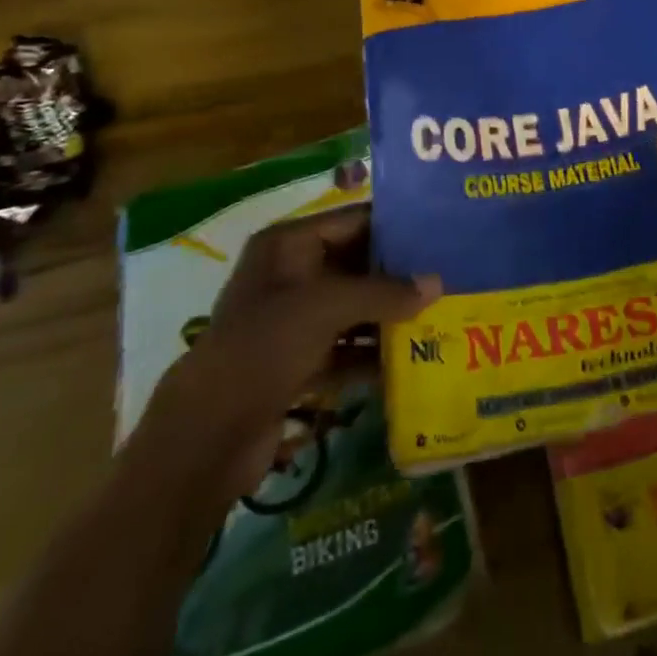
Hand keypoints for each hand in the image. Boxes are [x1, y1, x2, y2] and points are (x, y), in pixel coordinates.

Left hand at [142, 210, 438, 494]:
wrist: (208, 434)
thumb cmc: (266, 345)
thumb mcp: (329, 306)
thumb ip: (385, 292)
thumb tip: (438, 284)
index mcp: (288, 244)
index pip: (353, 220)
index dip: (395, 225)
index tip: (441, 229)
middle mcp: (290, 275)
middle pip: (355, 264)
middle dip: (398, 273)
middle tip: (448, 272)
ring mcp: (292, 321)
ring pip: (352, 308)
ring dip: (389, 315)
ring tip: (440, 313)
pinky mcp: (296, 362)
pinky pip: (344, 347)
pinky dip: (371, 354)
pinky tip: (410, 359)